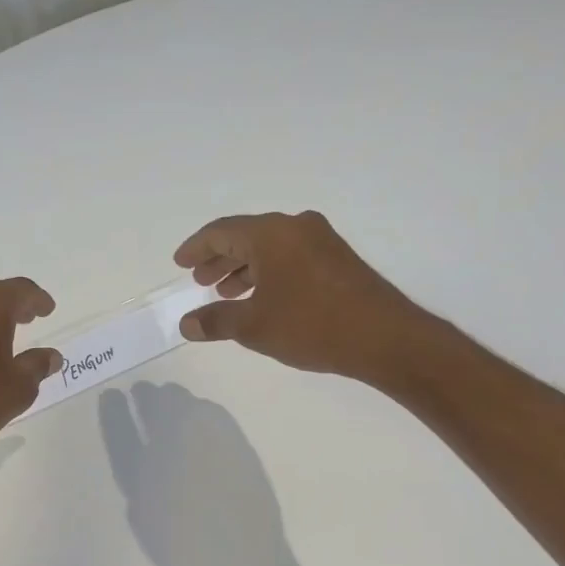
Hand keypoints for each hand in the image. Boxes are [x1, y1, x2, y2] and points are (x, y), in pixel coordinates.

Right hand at [174, 211, 429, 382]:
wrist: (385, 338)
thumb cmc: (312, 325)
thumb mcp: (254, 326)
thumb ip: (216, 320)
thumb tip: (187, 324)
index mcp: (271, 233)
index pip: (221, 232)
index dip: (196, 248)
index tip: (179, 263)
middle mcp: (295, 227)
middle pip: (245, 236)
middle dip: (219, 259)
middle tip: (200, 281)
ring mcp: (321, 240)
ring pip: (269, 247)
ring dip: (244, 268)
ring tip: (226, 293)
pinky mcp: (337, 259)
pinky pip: (290, 256)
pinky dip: (268, 272)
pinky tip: (262, 297)